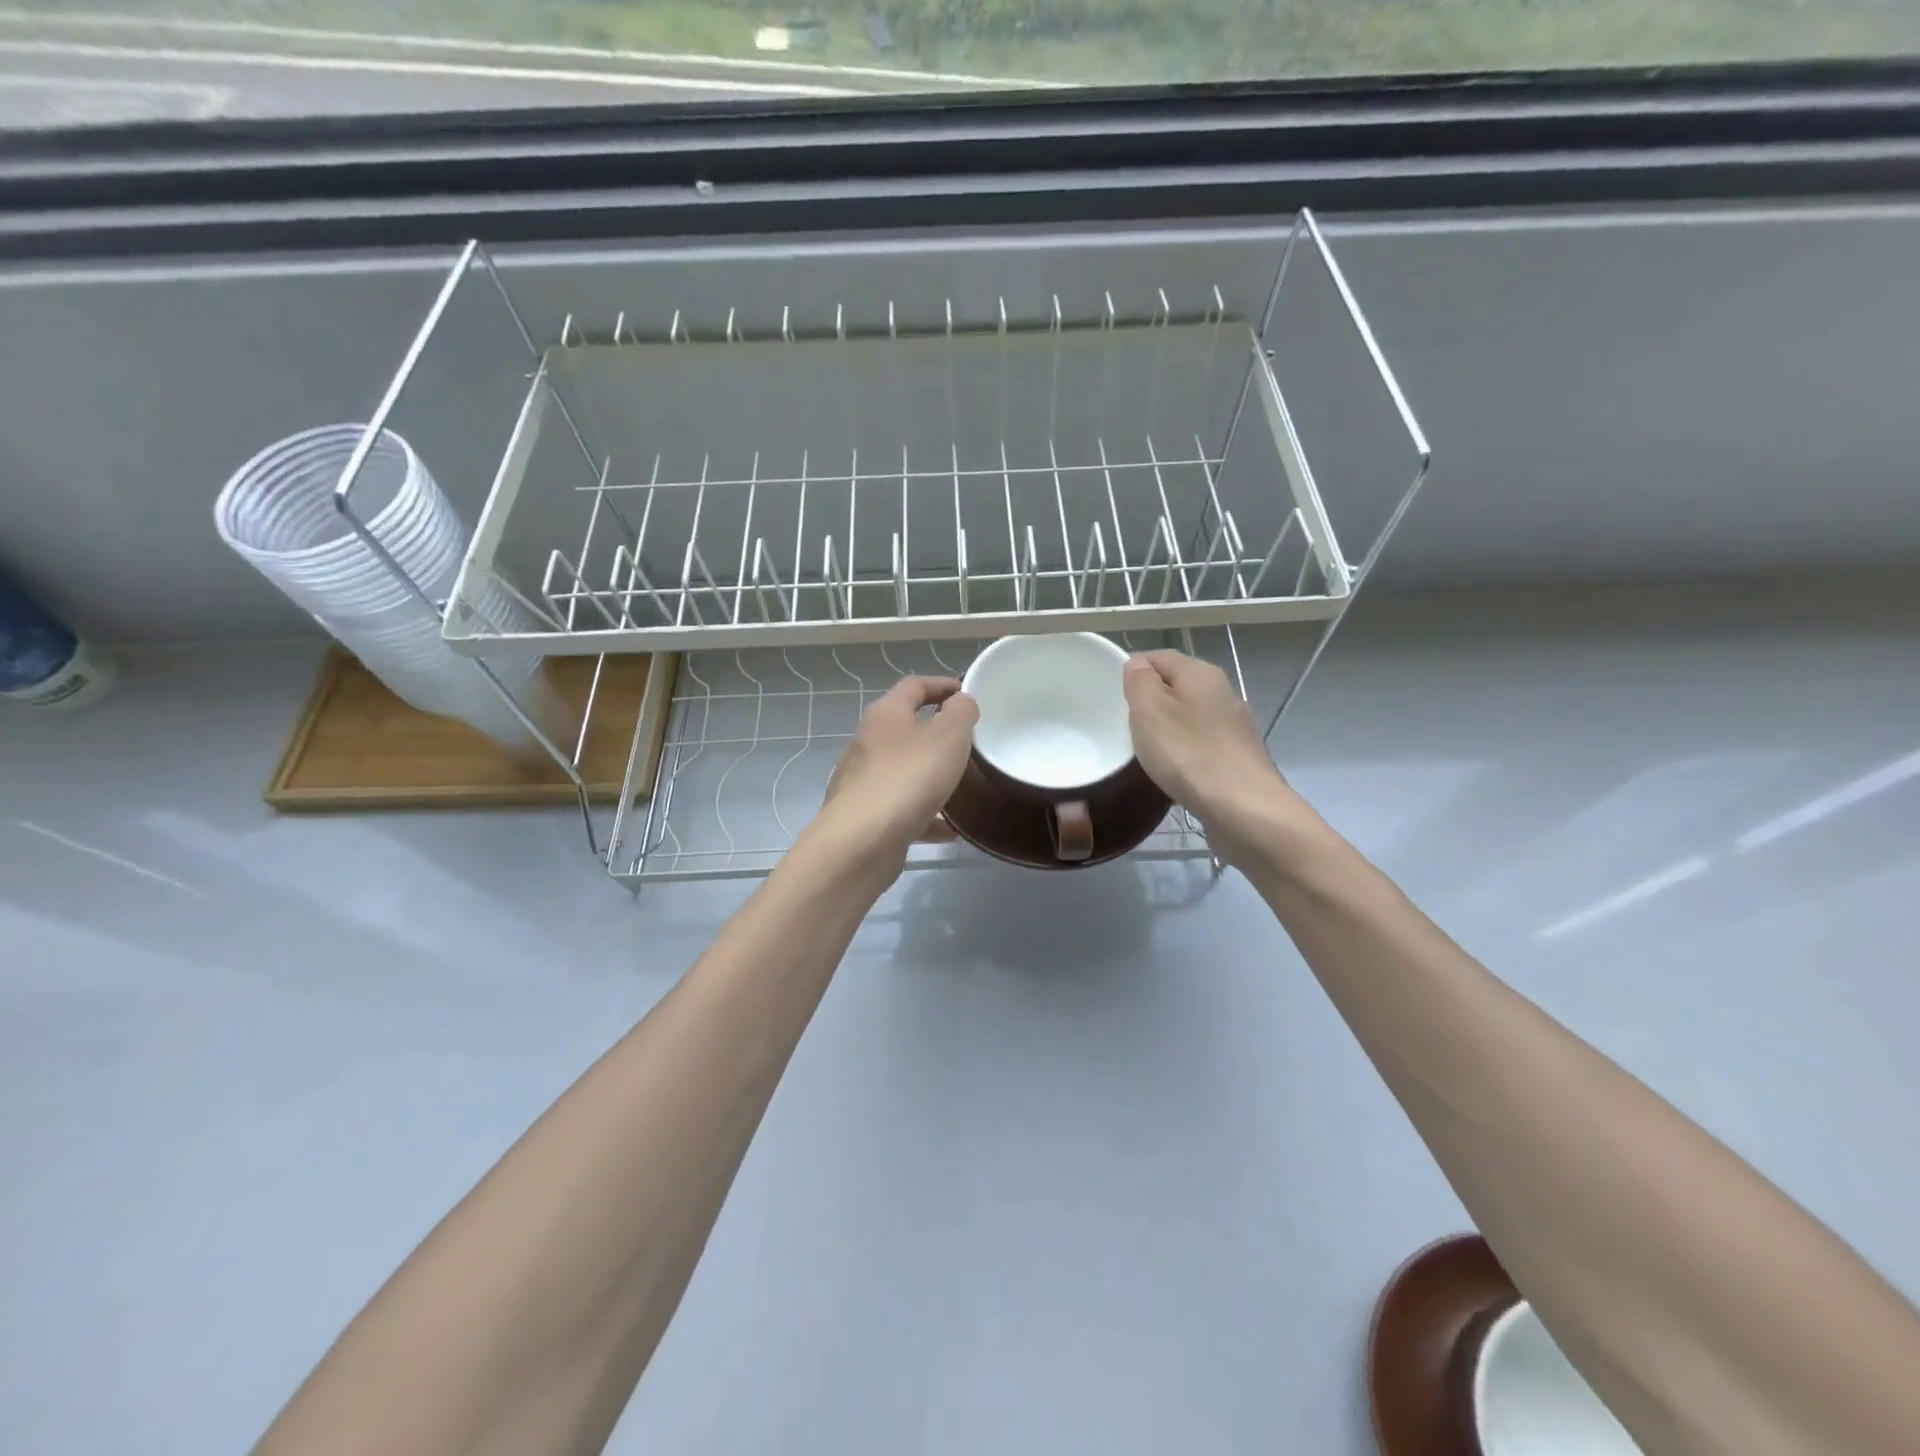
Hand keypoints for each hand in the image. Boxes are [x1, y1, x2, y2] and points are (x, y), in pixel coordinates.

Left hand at [815, 676, 978, 867]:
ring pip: (904, 770)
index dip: (941, 684)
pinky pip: (902, 808)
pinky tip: (948, 830)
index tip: (966, 694)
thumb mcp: (948, 737)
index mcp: (886, 714)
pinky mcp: (865, 815)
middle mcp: (868, 742)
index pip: (914, 686)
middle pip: (905, 728)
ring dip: (930, 775)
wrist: (861, 842)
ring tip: (961, 787)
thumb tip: (961, 702)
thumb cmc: (908, 778)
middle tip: (968, 742)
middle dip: (936, 733)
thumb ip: (960, 713)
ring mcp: (863, 781)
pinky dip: (925, 814)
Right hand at [1123, 651, 1298, 862]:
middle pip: (1177, 686)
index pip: (1159, 657)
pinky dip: (1185, 753)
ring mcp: (1235, 726)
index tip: (1114, 697)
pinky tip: (1176, 772)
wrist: (1245, 809)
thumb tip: (1138, 666)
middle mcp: (1223, 692)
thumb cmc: (1189, 754)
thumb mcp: (1149, 711)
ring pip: (1190, 717)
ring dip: (1168, 730)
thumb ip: (1140, 682)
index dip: (1133, 670)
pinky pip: (1202, 745)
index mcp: (1201, 673)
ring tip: (1148, 752)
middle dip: (1151, 702)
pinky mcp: (1239, 757)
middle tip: (1127, 726)